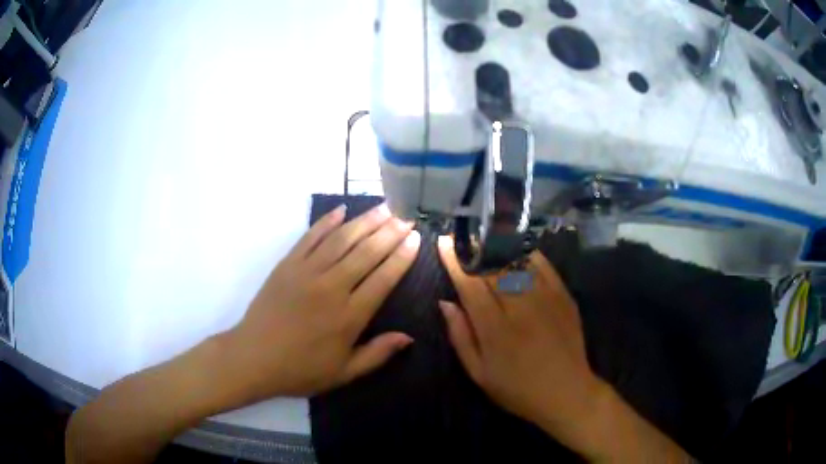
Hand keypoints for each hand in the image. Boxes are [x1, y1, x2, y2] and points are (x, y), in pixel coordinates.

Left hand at [224, 204, 420, 399]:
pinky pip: (310, 237)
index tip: (416, 239)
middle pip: (366, 252)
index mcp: (349, 316)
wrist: (253, 358)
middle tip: (406, 218)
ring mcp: (307, 272)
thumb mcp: (343, 373)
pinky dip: (326, 222)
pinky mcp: (287, 264)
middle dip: (390, 233)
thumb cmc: (300, 369)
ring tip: (384, 208)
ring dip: (365, 221)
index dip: (402, 257)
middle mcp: (331, 287)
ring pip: (341, 239)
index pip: (383, 278)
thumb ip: (377, 354)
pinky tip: (341, 210)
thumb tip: (408, 337)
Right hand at [437, 235, 601, 439]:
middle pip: (492, 267)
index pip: (470, 285)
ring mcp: (546, 298)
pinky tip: (516, 248)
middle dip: (473, 248)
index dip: (455, 261)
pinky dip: (526, 253)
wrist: (567, 392)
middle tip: (461, 237)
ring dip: (497, 246)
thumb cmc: (517, 389)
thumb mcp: (479, 373)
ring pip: (517, 261)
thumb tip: (445, 302)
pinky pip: (543, 265)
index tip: (444, 242)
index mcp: (495, 329)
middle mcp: (520, 307)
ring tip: (484, 237)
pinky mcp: (564, 295)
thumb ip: (460, 336)